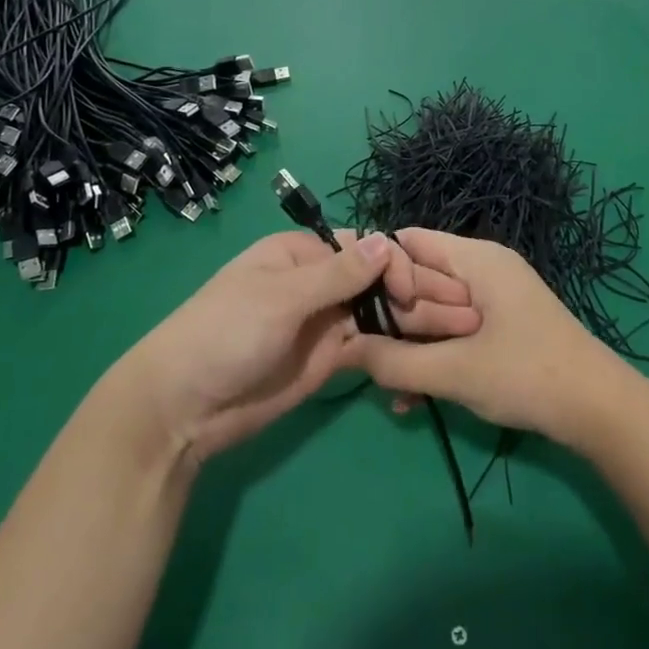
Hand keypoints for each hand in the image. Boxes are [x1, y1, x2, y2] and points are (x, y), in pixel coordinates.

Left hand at [112, 230, 479, 467]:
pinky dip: (399, 346)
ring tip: (463, 329)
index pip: (362, 247)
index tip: (423, 287)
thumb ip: (337, 273)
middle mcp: (316, 281)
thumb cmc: (226, 332)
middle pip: (377, 280)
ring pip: (380, 313)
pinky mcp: (327, 358)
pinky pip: (370, 345)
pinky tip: (433, 350)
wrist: (182, 408)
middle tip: (466, 310)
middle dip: (419, 291)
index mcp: (301, 253)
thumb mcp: (281, 296)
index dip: (397, 263)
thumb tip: (387, 241)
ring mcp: (323, 322)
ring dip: (418, 319)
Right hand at [341, 229, 633, 447]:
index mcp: (476, 259)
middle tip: (374, 359)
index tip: (357, 311)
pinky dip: (434, 358)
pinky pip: (453, 332)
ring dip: (411, 347)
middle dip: (395, 320)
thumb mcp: (456, 372)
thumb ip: (396, 360)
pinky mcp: (500, 326)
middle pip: (419, 279)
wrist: (601, 411)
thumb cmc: (528, 376)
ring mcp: (494, 298)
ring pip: (433, 311)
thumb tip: (344, 351)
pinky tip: (414, 402)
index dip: (380, 272)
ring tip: (394, 392)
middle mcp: (483, 268)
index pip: (409, 242)